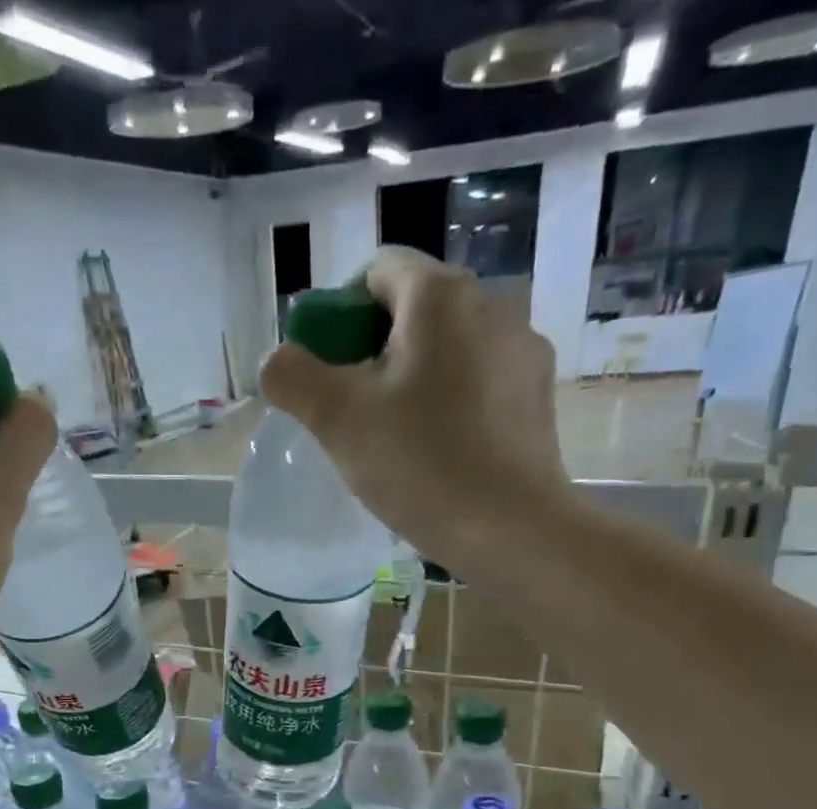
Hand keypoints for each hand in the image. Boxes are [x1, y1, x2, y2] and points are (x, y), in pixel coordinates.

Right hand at [259, 247, 569, 578]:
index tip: (330, 373)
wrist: (511, 529)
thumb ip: (294, 378)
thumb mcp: (338, 421)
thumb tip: (277, 361)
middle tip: (357, 415)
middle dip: (375, 353)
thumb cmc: (420, 465)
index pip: (376, 271)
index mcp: (439, 295)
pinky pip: (480, 382)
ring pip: (449, 349)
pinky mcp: (539, 395)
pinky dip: (453, 403)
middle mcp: (491, 303)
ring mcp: (522, 350)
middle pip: (414, 311)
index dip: (340, 315)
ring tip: (401, 441)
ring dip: (415, 380)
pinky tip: (443, 453)